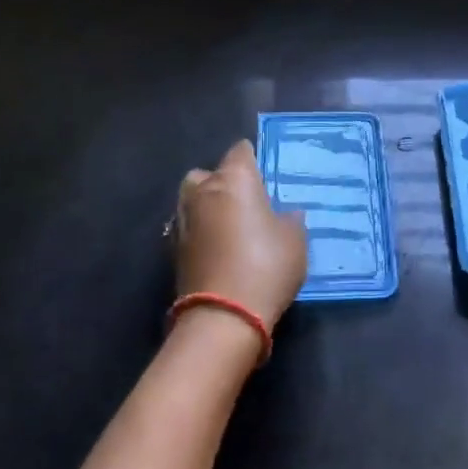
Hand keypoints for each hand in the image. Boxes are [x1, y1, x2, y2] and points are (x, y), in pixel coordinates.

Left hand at [174, 140, 306, 329]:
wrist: (222, 317)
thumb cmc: (266, 266)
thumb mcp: (294, 240)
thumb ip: (289, 219)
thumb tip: (285, 214)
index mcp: (234, 180)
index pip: (241, 151)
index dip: (253, 159)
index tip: (265, 174)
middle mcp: (203, 191)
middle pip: (208, 173)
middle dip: (222, 182)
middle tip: (245, 201)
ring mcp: (183, 220)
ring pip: (193, 200)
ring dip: (207, 207)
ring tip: (230, 226)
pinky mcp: (172, 250)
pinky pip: (189, 228)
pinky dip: (200, 232)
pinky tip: (218, 249)